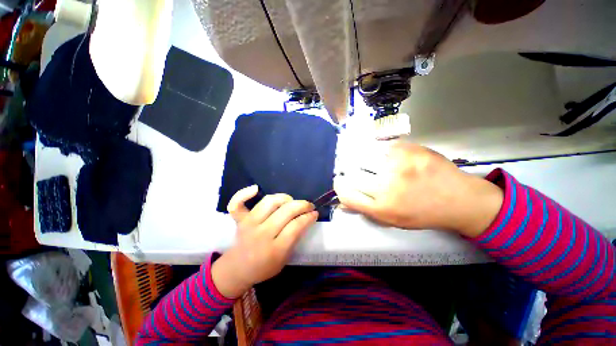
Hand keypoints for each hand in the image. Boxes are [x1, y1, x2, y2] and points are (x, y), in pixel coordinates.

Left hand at [211, 186, 317, 298]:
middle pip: (286, 211)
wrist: (237, 270)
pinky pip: (237, 204)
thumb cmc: (264, 267)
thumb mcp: (285, 259)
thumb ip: (294, 239)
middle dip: (302, 205)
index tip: (315, 213)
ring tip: (291, 201)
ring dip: (285, 198)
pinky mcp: (240, 220)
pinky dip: (244, 194)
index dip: (308, 217)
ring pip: (270, 202)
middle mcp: (262, 234)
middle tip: (309, 206)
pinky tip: (256, 189)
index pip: (296, 226)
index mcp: (275, 250)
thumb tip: (305, 219)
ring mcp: (249, 225)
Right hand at [333, 141, 503, 237]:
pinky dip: (378, 148)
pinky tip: (384, 153)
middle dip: (348, 170)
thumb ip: (366, 210)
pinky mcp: (409, 150)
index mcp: (382, 208)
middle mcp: (387, 187)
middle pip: (353, 173)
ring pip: (364, 156)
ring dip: (361, 158)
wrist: (460, 200)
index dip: (340, 186)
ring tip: (368, 160)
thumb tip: (341, 203)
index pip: (346, 194)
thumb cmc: (423, 213)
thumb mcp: (392, 221)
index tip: (340, 181)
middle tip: (352, 168)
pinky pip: (381, 145)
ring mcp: (399, 166)